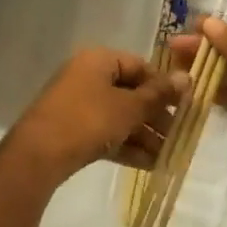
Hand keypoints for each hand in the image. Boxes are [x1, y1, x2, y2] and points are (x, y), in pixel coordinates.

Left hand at [3, 48, 184, 183]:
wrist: (39, 155)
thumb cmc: (88, 120)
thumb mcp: (129, 107)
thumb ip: (158, 94)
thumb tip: (188, 77)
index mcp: (98, 60)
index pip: (140, 66)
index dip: (163, 85)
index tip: (184, 106)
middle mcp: (87, 77)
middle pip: (130, 92)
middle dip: (155, 116)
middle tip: (178, 136)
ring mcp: (77, 104)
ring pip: (119, 116)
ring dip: (144, 135)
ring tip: (168, 156)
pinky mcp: (72, 130)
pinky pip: (106, 133)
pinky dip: (126, 146)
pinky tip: (150, 166)